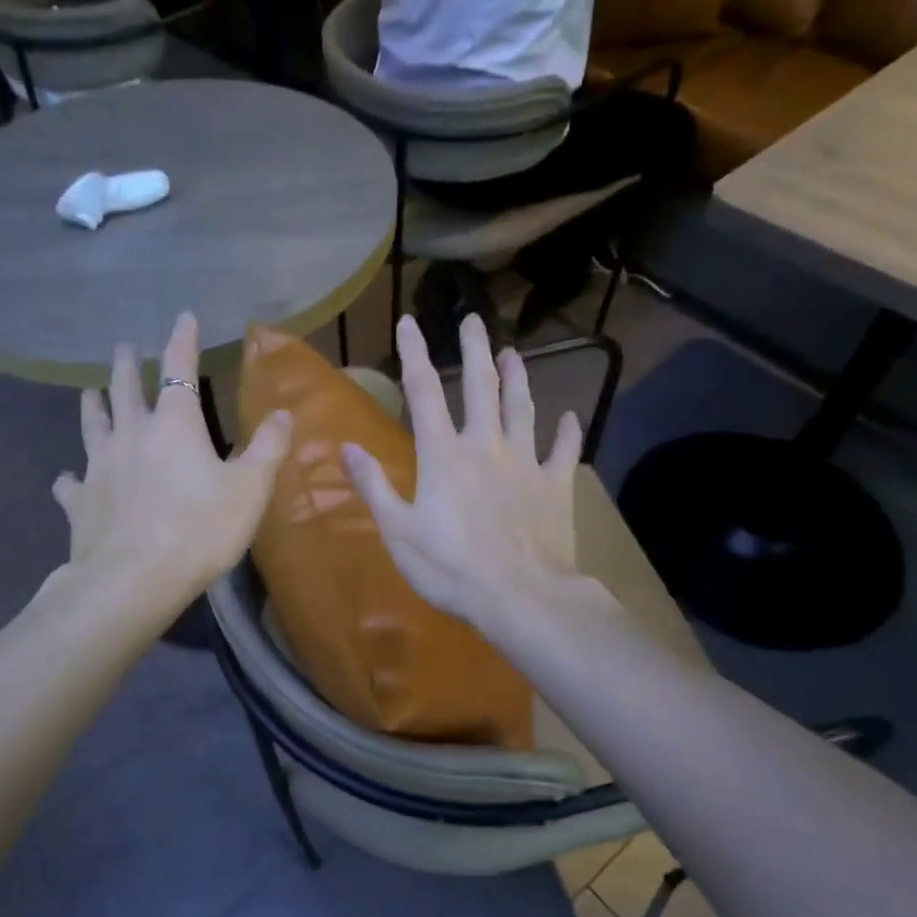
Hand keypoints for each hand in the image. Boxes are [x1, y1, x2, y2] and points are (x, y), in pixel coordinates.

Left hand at [53, 313, 290, 613]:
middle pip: (126, 390)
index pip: (178, 370)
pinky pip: (72, 482)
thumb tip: (283, 413)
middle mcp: (132, 435)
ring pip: (93, 425)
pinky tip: (66, 478)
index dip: (182, 341)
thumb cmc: (199, 530)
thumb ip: (267, 449)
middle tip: (121, 347)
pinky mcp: (81, 501)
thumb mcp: (249, 490)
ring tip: (87, 392)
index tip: (182, 317)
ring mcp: (99, 466)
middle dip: (126, 365)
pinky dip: (70, 477)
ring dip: (92, 405)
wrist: (133, 580)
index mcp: (174, 425)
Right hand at [342, 314, 580, 635]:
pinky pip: (563, 451)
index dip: (414, 354)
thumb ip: (374, 486)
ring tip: (514, 352)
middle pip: (480, 387)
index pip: (423, 392)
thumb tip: (346, 447)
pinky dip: (566, 432)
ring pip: (522, 408)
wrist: (520, 597)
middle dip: (474, 349)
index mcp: (443, 454)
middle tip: (474, 319)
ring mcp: (525, 463)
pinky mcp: (555, 486)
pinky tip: (569, 417)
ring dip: (517, 378)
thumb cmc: (450, 567)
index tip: (409, 321)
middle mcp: (485, 445)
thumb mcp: (398, 531)